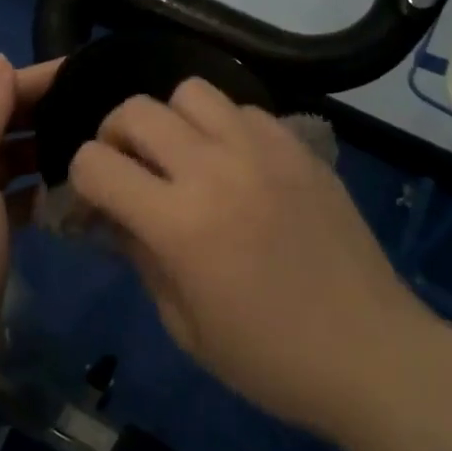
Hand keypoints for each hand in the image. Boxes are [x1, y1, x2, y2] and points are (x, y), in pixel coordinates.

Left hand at [0, 54, 59, 413]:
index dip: (35, 78)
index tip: (88, 70)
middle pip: (1, 123)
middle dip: (44, 111)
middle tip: (100, 104)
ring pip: (11, 161)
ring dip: (45, 149)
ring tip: (94, 142)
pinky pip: (17, 198)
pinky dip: (41, 190)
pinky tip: (71, 191)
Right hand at [69, 77, 427, 434]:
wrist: (370, 353)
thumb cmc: (269, 358)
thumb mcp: (184, 324)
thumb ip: (140, 258)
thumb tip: (114, 217)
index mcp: (179, 223)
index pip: (95, 163)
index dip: (81, 180)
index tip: (95, 202)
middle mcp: (215, 169)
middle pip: (136, 110)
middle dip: (115, 137)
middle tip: (130, 170)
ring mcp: (263, 150)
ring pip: (191, 92)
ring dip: (172, 121)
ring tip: (185, 158)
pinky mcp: (300, 147)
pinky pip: (244, 109)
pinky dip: (225, 127)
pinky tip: (237, 165)